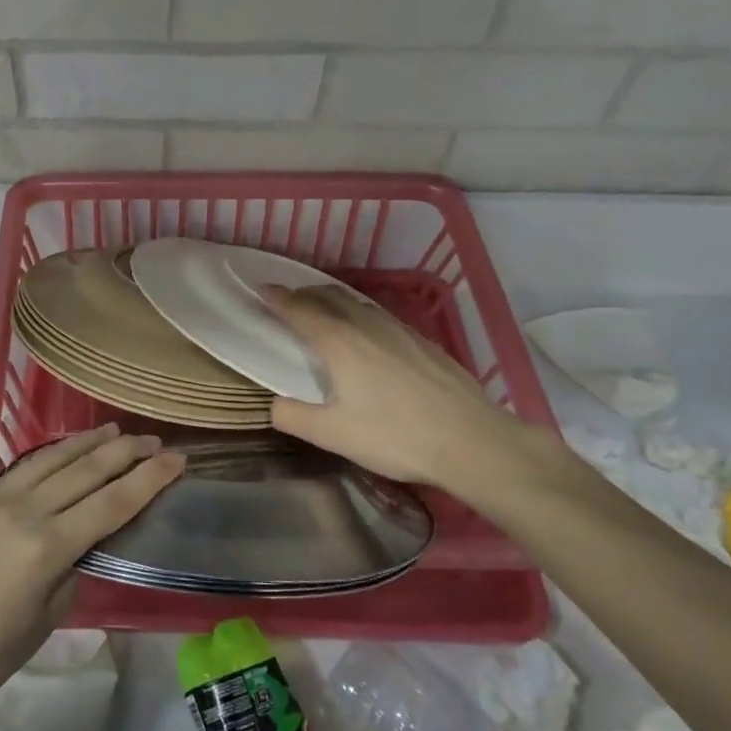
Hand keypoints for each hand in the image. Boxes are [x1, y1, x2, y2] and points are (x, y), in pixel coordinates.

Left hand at [0, 425, 183, 709]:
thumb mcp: (55, 610)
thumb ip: (76, 560)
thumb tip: (86, 529)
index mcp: (47, 547)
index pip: (112, 502)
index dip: (150, 478)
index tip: (178, 459)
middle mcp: (22, 511)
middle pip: (86, 469)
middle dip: (126, 451)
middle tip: (154, 441)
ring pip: (51, 458)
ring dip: (87, 442)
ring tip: (115, 431)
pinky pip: (20, 469)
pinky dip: (50, 456)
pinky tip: (65, 451)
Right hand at [263, 285, 551, 504]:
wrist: (471, 440)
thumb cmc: (396, 436)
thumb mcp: (333, 435)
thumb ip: (294, 417)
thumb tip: (274, 404)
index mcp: (339, 342)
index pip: (299, 309)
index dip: (276, 298)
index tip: (259, 290)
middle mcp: (366, 325)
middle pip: (328, 296)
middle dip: (302, 294)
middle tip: (286, 303)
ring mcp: (398, 329)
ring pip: (356, 302)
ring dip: (331, 301)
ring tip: (321, 314)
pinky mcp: (422, 340)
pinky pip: (378, 315)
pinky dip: (357, 314)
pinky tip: (365, 335)